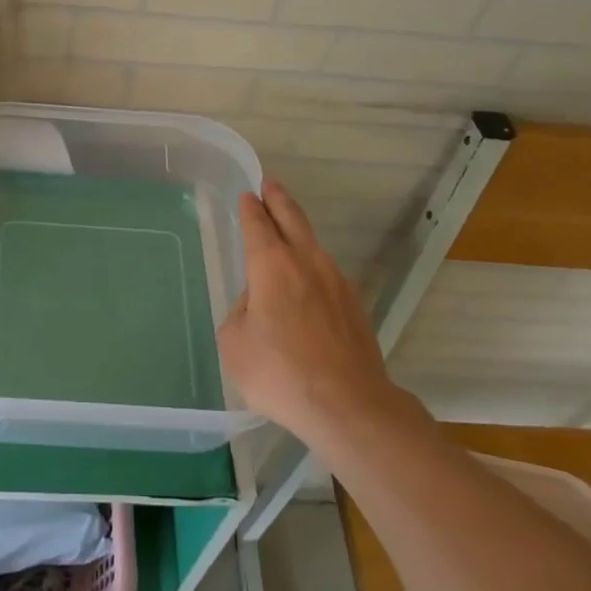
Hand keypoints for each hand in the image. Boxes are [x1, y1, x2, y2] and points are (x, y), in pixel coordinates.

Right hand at [216, 181, 396, 442]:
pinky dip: (312, 267)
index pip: (258, 225)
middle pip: (292, 219)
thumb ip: (241, 312)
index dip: (251, 209)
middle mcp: (306, 262)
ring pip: (313, 245)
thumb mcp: (235, 343)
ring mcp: (336, 282)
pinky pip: (327, 274)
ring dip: (298, 232)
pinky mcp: (355, 306)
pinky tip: (307, 282)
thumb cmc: (280, 373)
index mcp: (271, 265)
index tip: (248, 196)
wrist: (348, 405)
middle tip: (271, 185)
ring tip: (288, 229)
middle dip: (279, 200)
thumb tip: (258, 303)